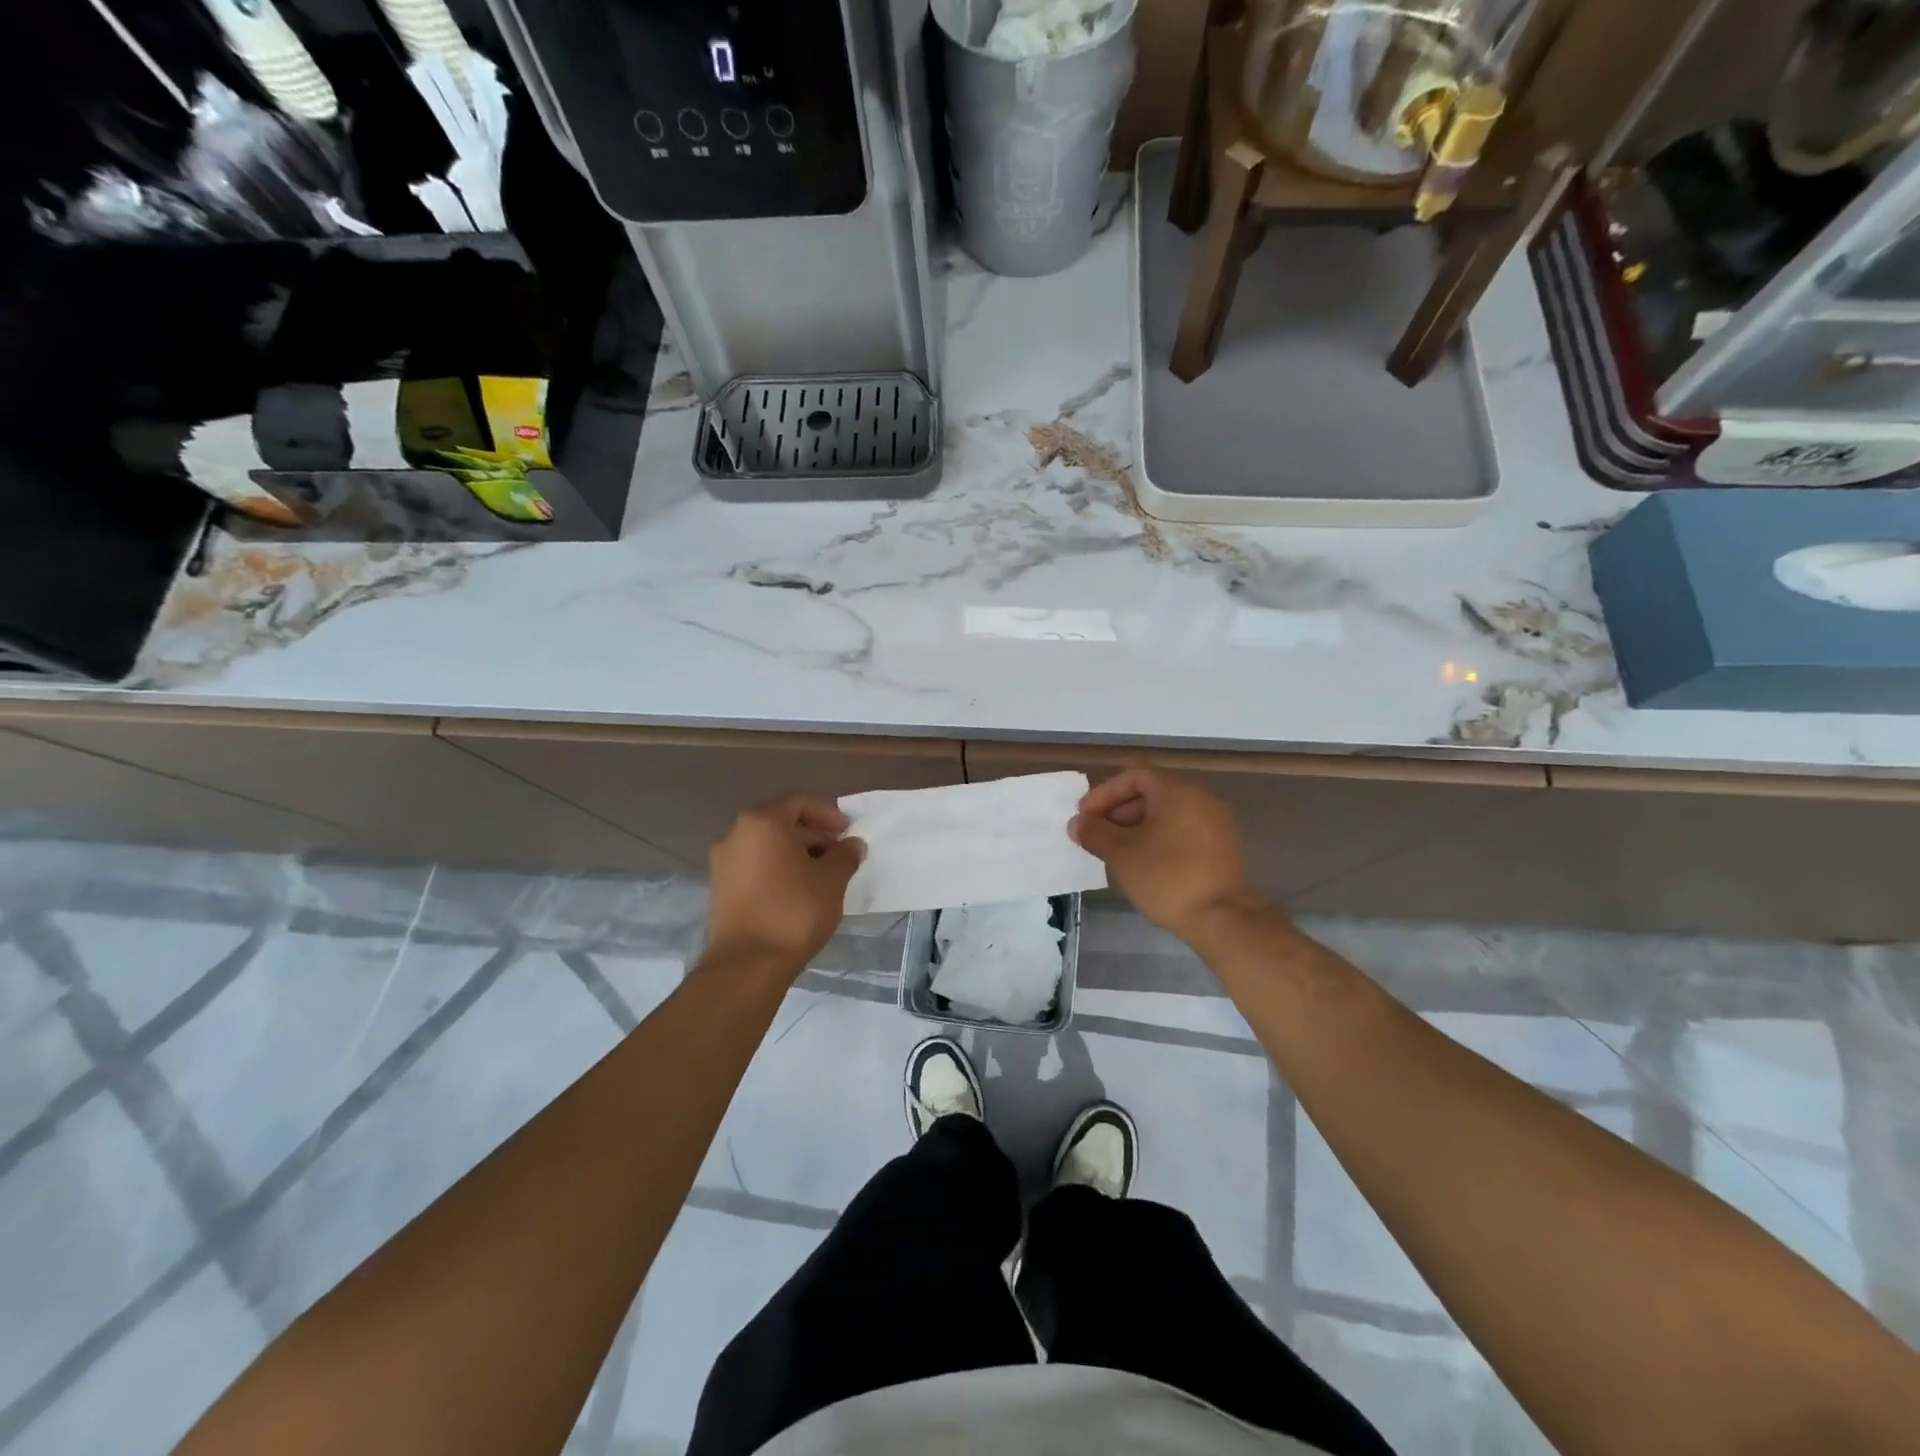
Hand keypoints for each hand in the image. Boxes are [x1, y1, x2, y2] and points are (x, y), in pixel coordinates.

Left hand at [706, 794, 864, 973]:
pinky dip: (777, 869)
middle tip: (837, 854)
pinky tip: (798, 892)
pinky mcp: (720, 888)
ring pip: (766, 845)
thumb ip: (845, 855)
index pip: (798, 802)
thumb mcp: (832, 880)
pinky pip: (754, 866)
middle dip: (812, 834)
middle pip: (779, 822)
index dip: (826, 813)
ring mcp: (723, 862)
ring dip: (795, 853)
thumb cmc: (794, 911)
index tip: (846, 832)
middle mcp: (736, 834)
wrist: (748, 964)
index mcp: (762, 822)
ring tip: (821, 876)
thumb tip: (852, 845)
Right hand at [1070, 766, 1269, 937]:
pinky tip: (1142, 863)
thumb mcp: (1121, 854)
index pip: (1134, 776)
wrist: (1221, 918)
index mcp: (1177, 791)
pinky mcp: (1222, 847)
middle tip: (1097, 835)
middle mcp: (1200, 798)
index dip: (1104, 793)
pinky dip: (1158, 838)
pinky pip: (1182, 831)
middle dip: (1118, 811)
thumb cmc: (1166, 877)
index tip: (1085, 816)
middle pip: (1151, 793)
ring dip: (1136, 827)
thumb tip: (1078, 823)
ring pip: (1166, 814)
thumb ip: (1095, 832)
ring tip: (1115, 852)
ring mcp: (1215, 822)